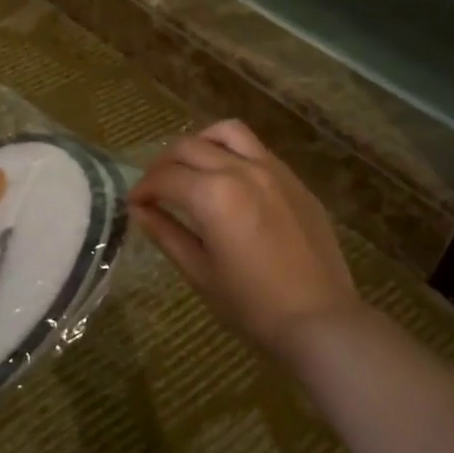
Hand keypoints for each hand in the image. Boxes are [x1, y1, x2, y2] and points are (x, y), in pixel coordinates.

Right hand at [128, 120, 361, 359]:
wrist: (319, 319)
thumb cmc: (252, 305)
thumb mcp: (200, 273)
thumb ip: (167, 234)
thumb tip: (140, 211)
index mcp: (213, 196)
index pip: (165, 177)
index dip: (143, 188)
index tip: (134, 203)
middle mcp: (242, 170)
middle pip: (190, 147)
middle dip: (163, 164)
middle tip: (155, 188)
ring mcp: (273, 170)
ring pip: (227, 132)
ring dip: (199, 143)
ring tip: (190, 168)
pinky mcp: (294, 180)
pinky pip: (256, 149)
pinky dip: (231, 152)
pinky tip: (228, 180)